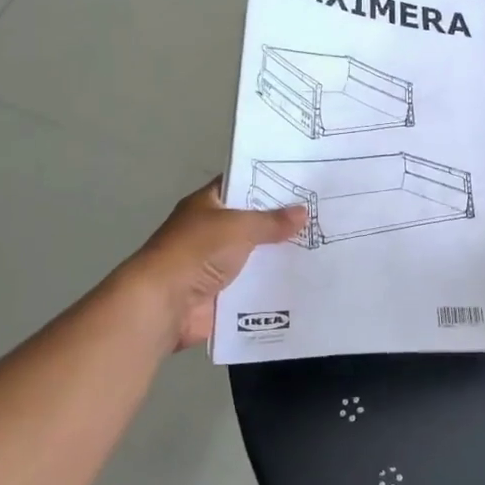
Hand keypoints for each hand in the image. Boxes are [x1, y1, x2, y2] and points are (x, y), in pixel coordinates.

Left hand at [126, 179, 306, 348]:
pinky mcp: (222, 292)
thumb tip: (303, 212)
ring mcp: (215, 263)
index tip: (301, 181)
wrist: (164, 304)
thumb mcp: (239, 227)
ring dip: (279, 254)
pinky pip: (254, 283)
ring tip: (320, 247)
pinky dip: (273, 283)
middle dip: (281, 221)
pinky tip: (304, 278)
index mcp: (206, 205)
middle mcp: (210, 231)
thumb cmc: (197, 252)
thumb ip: (272, 221)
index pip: (240, 184)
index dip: (268, 182)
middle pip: (251, 221)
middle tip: (320, 215)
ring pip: (256, 254)